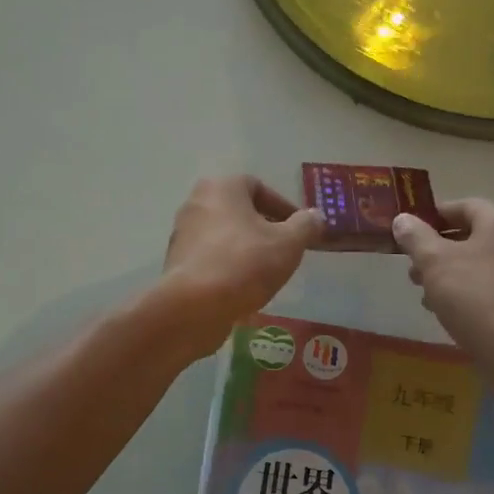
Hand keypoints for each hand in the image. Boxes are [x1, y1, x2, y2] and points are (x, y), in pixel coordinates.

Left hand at [157, 177, 323, 358]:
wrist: (195, 306)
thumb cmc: (245, 263)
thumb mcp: (288, 243)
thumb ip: (306, 225)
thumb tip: (315, 216)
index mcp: (222, 187)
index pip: (258, 187)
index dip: (283, 207)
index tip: (299, 230)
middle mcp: (196, 203)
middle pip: (239, 211)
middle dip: (264, 229)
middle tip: (284, 250)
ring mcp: (182, 234)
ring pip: (224, 236)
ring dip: (246, 249)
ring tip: (266, 273)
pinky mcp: (177, 263)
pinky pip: (211, 258)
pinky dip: (228, 267)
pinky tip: (243, 289)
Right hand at [392, 200, 493, 369]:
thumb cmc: (474, 295)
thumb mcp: (434, 261)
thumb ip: (415, 236)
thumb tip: (403, 219)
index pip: (463, 206)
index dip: (433, 214)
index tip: (407, 230)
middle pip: (470, 236)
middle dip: (436, 249)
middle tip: (410, 265)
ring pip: (476, 265)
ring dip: (446, 273)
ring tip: (422, 291)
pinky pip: (486, 288)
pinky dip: (463, 293)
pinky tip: (443, 311)